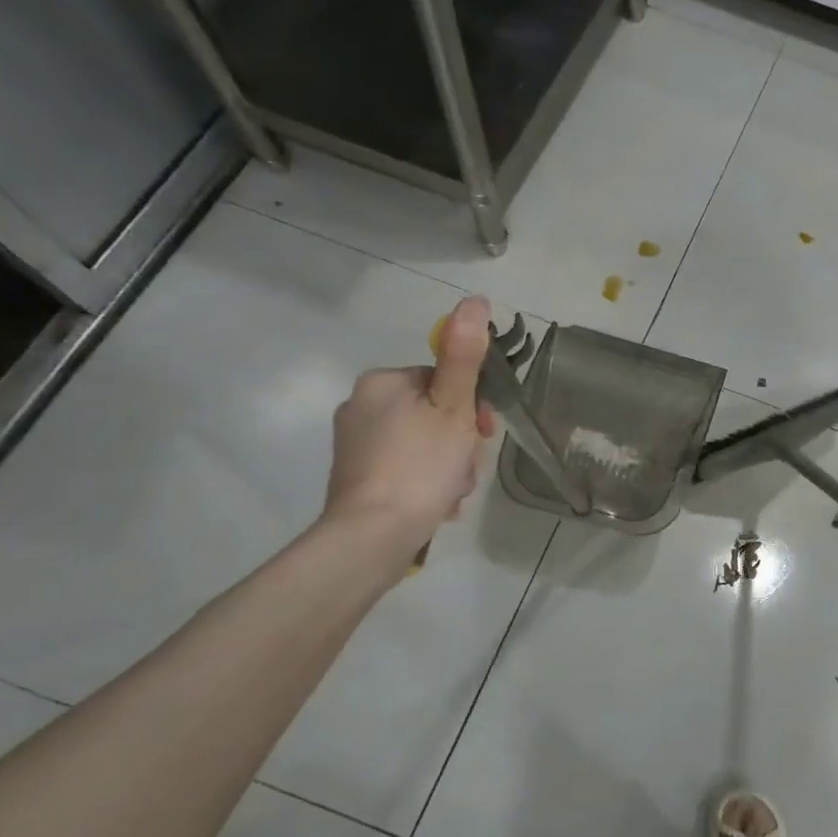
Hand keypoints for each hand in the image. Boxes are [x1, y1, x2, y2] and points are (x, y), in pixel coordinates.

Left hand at [322, 295, 496, 564]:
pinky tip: (436, 503)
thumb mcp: (453, 406)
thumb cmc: (421, 464)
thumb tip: (474, 301)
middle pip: (434, 412)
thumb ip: (464, 355)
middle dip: (459, 441)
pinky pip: (405, 467)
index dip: (470, 405)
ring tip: (451, 491)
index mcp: (383, 381)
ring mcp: (355, 444)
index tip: (482, 433)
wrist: (373, 535)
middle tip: (465, 466)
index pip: (442, 380)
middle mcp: (361, 405)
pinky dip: (425, 481)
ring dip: (448, 464)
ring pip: (423, 443)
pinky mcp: (356, 476)